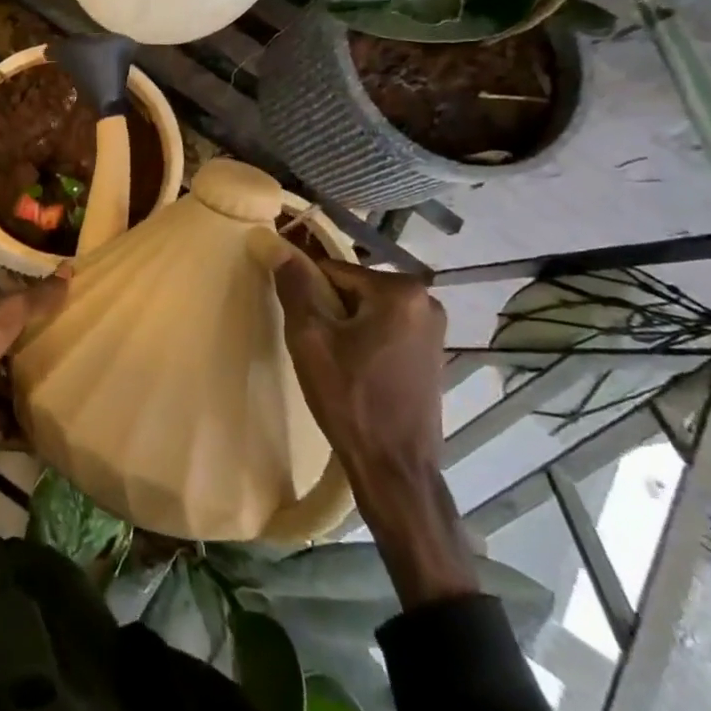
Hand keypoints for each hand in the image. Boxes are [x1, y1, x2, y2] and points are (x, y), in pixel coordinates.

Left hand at [0, 270, 70, 447]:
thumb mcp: (8, 315)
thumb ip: (36, 299)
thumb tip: (70, 267)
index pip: (20, 321)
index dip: (43, 319)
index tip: (75, 321)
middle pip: (20, 359)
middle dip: (46, 362)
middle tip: (87, 366)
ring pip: (18, 393)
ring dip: (39, 397)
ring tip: (79, 401)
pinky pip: (13, 428)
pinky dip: (30, 433)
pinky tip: (57, 433)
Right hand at [257, 233, 447, 478]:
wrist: (395, 467)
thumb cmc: (350, 399)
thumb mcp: (310, 339)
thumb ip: (294, 286)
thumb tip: (275, 244)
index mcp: (401, 290)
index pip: (333, 270)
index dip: (308, 294)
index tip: (300, 325)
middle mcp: (426, 301)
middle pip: (353, 289)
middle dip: (328, 310)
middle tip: (315, 348)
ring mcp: (434, 329)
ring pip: (369, 311)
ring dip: (346, 328)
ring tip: (333, 363)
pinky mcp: (433, 354)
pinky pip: (386, 331)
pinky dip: (366, 342)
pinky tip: (355, 373)